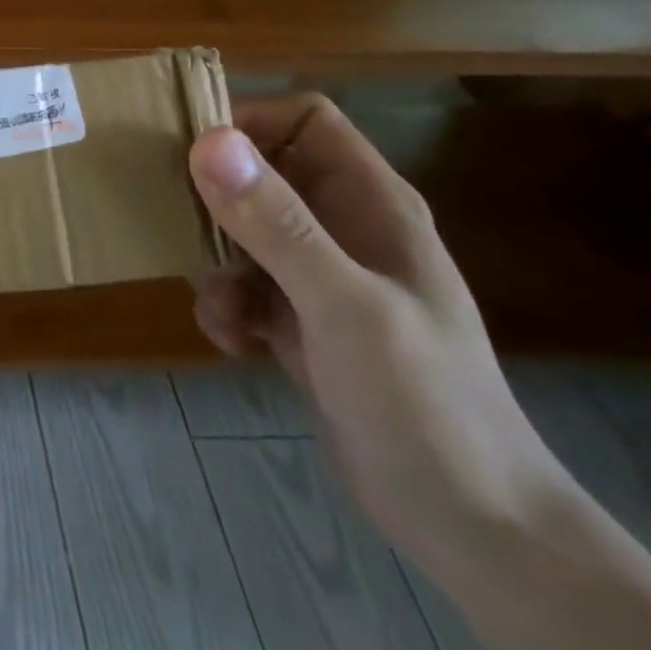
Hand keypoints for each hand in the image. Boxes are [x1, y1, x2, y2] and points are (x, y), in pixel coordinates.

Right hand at [189, 95, 566, 574]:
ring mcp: (324, 276)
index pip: (303, 120)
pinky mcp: (304, 321)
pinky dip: (228, 307)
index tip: (189, 154)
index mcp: (371, 203)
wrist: (476, 530)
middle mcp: (345, 227)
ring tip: (218, 307)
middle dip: (213, 199)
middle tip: (174, 224)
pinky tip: (234, 342)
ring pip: (243, 232)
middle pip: (262, 173)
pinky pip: (245, 286)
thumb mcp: (343, 305)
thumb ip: (277, 223)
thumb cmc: (423, 402)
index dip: (248, 122)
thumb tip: (208, 141)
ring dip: (215, 264)